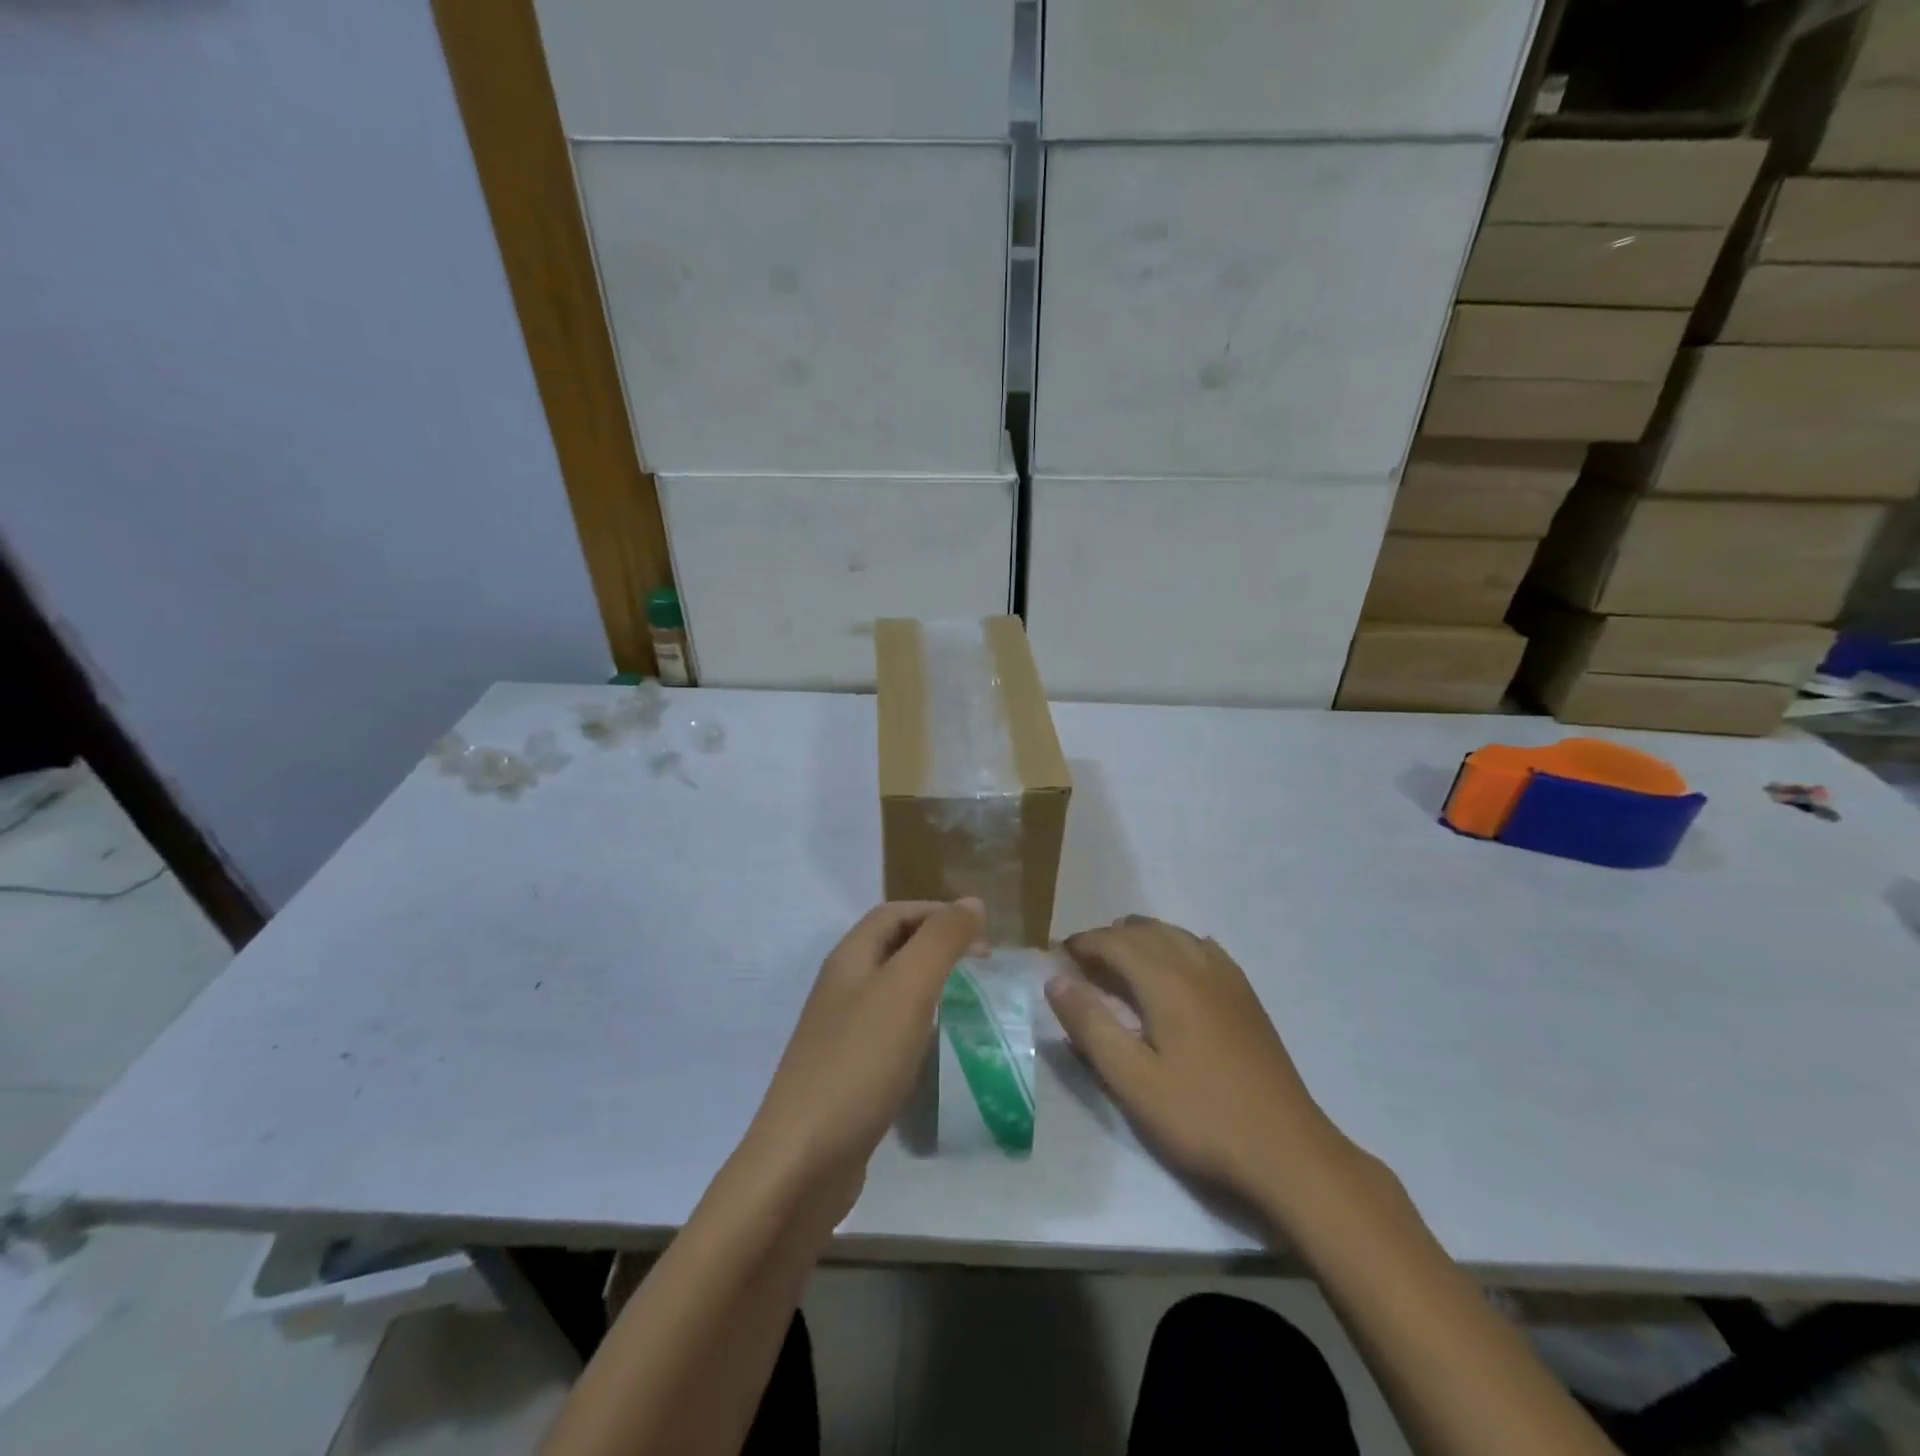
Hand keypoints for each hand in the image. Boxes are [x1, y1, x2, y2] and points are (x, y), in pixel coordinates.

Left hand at [739, 900, 982, 1218]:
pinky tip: (934, 1045)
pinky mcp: (847, 1072)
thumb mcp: (907, 989)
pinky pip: (888, 1030)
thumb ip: (940, 941)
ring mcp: (840, 1032)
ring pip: (890, 989)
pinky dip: (917, 1023)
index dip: (936, 912)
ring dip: (928, 982)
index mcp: (849, 959)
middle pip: (890, 947)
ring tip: (965, 997)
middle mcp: (841, 988)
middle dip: (935, 944)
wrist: (802, 1162)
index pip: (894, 913)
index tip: (980, 930)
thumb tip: (972, 902)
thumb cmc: (859, 1062)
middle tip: (980, 962)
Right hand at [1047, 915, 1352, 1216]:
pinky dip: (1178, 946)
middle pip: (1147, 931)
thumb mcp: (1133, 1080)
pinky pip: (1205, 950)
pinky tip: (1177, 966)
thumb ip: (1091, 1025)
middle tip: (1083, 960)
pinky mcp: (1247, 998)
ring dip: (1144, 938)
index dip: (1084, 942)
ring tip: (1121, 959)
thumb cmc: (1201, 1117)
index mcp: (1166, 982)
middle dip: (1110, 937)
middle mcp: (1197, 967)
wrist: (1287, 1151)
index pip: (1116, 942)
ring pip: (1178, 935)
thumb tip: (1056, 980)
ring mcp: (1228, 980)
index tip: (1058, 954)